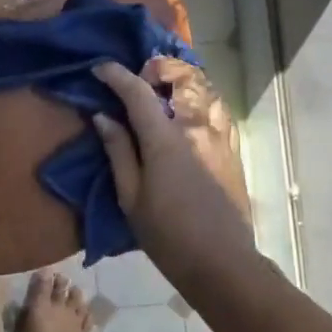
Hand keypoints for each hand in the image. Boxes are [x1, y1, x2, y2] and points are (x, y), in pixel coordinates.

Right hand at [92, 57, 253, 284]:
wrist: (221, 262)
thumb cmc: (167, 234)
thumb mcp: (130, 197)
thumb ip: (118, 151)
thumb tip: (103, 117)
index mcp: (165, 139)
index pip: (138, 92)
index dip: (117, 75)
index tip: (99, 68)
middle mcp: (195, 127)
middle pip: (180, 77)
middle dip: (157, 68)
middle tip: (137, 78)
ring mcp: (219, 136)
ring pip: (205, 89)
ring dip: (182, 80)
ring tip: (164, 88)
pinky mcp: (232, 150)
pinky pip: (219, 110)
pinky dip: (202, 99)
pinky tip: (191, 112)